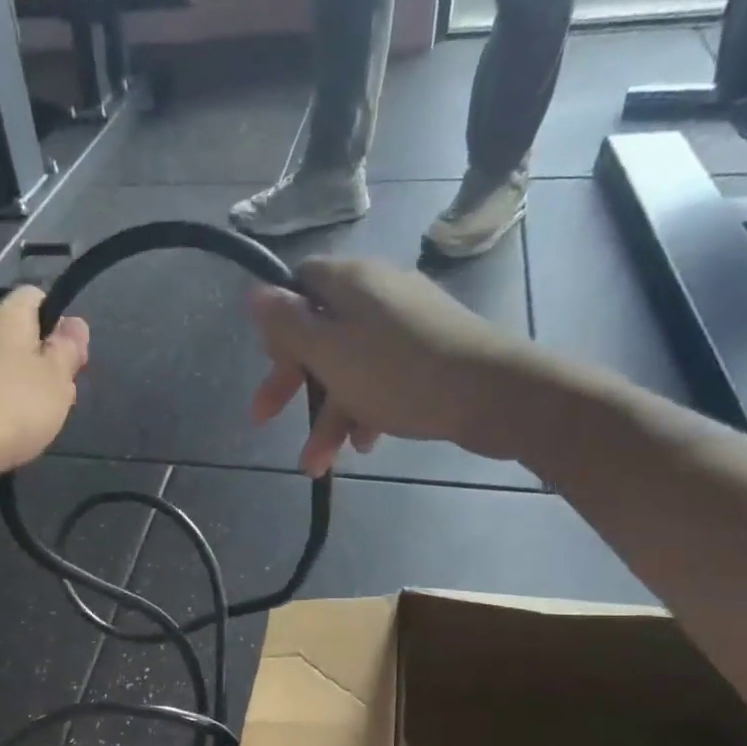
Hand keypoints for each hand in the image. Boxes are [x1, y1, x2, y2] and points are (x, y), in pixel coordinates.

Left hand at [0, 287, 88, 500]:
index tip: (70, 356)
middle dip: (36, 364)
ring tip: (27, 425)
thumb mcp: (54, 381)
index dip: (56, 320)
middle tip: (55, 400)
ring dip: (12, 390)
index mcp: (5, 319)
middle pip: (12, 337)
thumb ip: (67, 351)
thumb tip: (75, 322)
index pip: (32, 297)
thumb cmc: (7, 408)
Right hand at [247, 256, 532, 474]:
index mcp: (350, 281)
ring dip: (330, 413)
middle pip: (320, 332)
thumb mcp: (328, 351)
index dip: (278, 325)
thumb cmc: (397, 373)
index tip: (270, 365)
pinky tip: (365, 444)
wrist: (493, 394)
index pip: (298, 284)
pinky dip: (367, 407)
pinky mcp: (431, 351)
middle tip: (267, 420)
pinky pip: (383, 375)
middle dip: (294, 384)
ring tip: (319, 464)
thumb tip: (254, 292)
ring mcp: (408, 322)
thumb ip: (286, 324)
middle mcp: (378, 292)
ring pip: (351, 363)